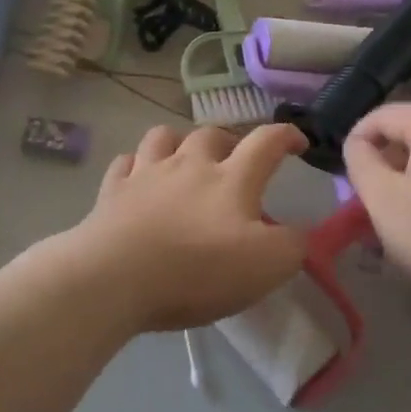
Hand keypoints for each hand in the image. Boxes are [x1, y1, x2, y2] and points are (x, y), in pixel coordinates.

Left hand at [65, 123, 310, 332]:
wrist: (115, 278)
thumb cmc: (197, 270)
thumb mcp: (266, 266)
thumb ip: (292, 245)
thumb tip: (298, 233)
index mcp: (231, 179)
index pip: (266, 142)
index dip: (286, 136)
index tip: (298, 142)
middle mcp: (189, 164)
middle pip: (211, 134)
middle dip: (228, 141)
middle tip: (234, 162)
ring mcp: (146, 173)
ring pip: (163, 137)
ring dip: (178, 142)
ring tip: (183, 160)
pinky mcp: (112, 191)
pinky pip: (124, 163)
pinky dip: (135, 166)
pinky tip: (138, 179)